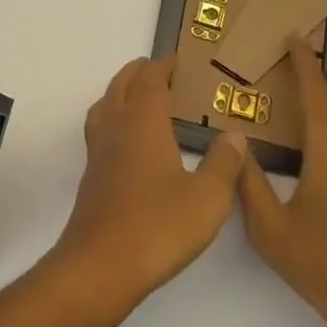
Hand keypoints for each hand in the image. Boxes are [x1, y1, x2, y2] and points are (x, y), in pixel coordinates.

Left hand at [54, 56, 246, 312]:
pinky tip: (127, 142)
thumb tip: (235, 135)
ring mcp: (98, 151)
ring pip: (105, 104)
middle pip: (122, 85)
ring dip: (121, 92)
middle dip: (140, 72)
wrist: (100, 265)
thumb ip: (224, 164)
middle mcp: (116, 127)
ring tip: (138, 96)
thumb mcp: (207, 199)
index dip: (164, 66)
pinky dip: (112, 118)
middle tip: (160, 70)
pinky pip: (100, 129)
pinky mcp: (91, 175)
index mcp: (143, 122)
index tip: (179, 61)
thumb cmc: (158, 227)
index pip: (151, 80)